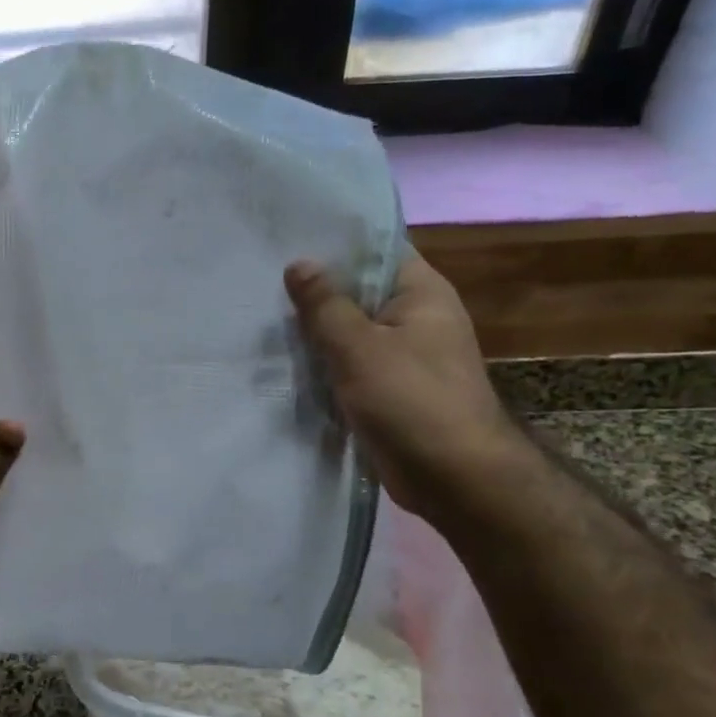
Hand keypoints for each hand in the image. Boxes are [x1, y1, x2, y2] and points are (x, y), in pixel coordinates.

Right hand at [285, 253, 521, 509]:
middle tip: (261, 279)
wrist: (454, 478)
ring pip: (350, 332)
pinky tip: (283, 361)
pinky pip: (350, 366)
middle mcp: (416, 317)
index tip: (287, 239)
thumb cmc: (412, 400)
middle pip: (359, 292)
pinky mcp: (390, 390)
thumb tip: (299, 264)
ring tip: (261, 317)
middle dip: (315, 290)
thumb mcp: (358, 347)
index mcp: (421, 292)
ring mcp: (404, 356)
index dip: (334, 242)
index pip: (376, 250)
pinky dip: (324, 364)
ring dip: (315, 332)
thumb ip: (325, 304)